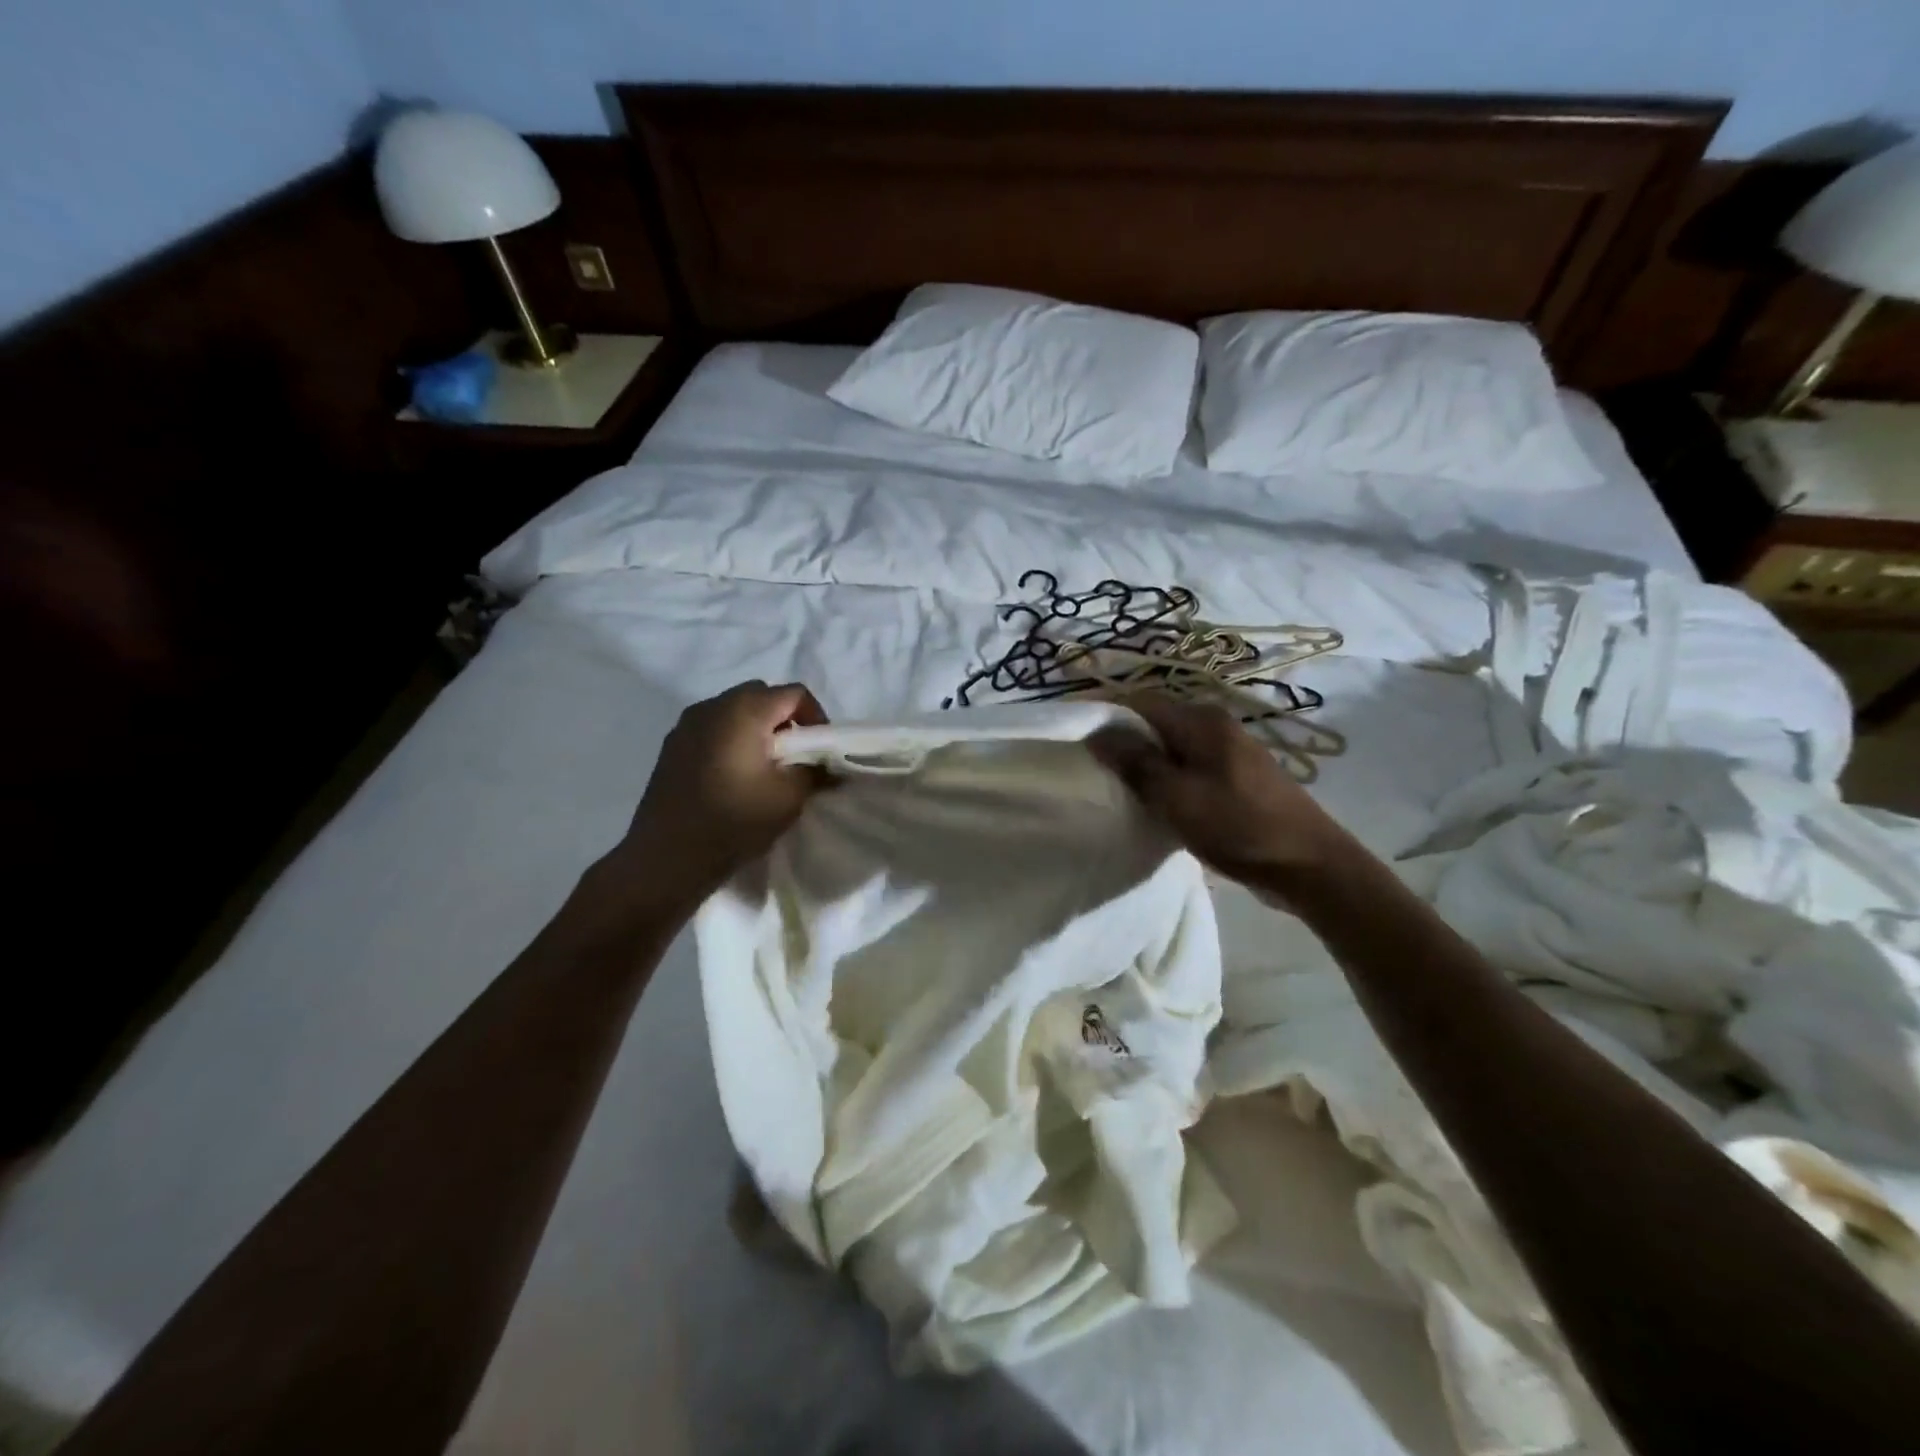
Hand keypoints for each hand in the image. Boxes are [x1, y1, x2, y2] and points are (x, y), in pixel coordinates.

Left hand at [613, 681, 828, 901]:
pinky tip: (734, 776)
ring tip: (764, 767)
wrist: (667, 857)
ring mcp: (687, 724)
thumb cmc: (734, 820)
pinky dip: (732, 740)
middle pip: (762, 695)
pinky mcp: (672, 746)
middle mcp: (713, 706)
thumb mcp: (789, 797)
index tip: (819, 750)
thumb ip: (815, 771)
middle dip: (785, 720)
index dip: (816, 717)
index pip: (794, 694)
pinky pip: (713, 729)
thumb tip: (829, 765)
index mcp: (744, 710)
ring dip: (757, 730)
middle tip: (795, 756)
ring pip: (734, 711)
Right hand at [1088, 696, 1349, 896]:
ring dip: (1145, 764)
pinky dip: (1168, 779)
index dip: (1105, 716)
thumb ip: (1136, 762)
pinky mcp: (1236, 777)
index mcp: (1201, 721)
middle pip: (1155, 723)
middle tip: (1094, 770)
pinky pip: (1189, 767)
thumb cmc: (1239, 826)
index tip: (1077, 741)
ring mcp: (1230, 751)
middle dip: (1123, 742)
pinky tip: (1157, 803)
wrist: (1311, 866)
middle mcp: (1216, 725)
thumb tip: (1097, 733)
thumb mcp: (1177, 796)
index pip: (1138, 702)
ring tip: (1119, 789)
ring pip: (1171, 747)